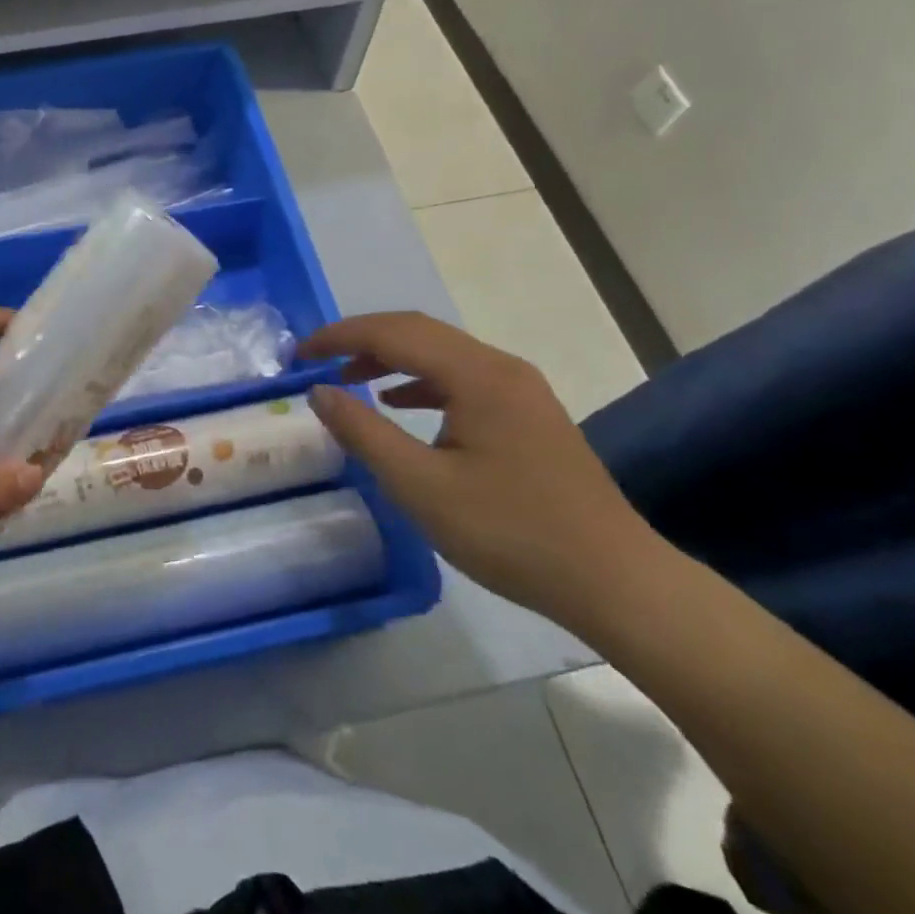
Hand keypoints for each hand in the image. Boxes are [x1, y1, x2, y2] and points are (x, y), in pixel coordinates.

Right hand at [299, 311, 659, 628]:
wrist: (614, 581)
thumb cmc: (511, 532)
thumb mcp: (421, 486)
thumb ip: (364, 432)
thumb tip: (319, 391)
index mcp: (477, 375)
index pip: (394, 333)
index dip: (340, 336)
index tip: (299, 353)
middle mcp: (500, 367)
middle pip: (419, 332)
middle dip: (362, 339)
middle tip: (317, 358)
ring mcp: (520, 389)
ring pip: (441, 354)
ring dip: (391, 358)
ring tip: (349, 378)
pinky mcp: (527, 414)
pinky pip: (462, 378)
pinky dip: (421, 381)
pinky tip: (401, 403)